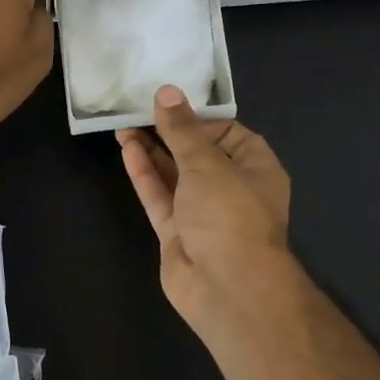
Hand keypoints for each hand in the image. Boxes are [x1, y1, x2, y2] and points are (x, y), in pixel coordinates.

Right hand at [117, 85, 292, 332]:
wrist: (227, 287)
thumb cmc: (229, 213)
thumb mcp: (206, 162)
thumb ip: (181, 130)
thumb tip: (167, 92)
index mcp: (256, 167)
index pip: (227, 132)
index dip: (198, 117)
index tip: (169, 102)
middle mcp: (231, 187)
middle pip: (197, 153)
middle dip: (169, 132)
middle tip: (138, 108)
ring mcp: (202, 212)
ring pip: (174, 174)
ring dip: (151, 151)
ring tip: (123, 124)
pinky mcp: (177, 232)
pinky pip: (160, 196)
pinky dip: (145, 174)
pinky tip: (127, 149)